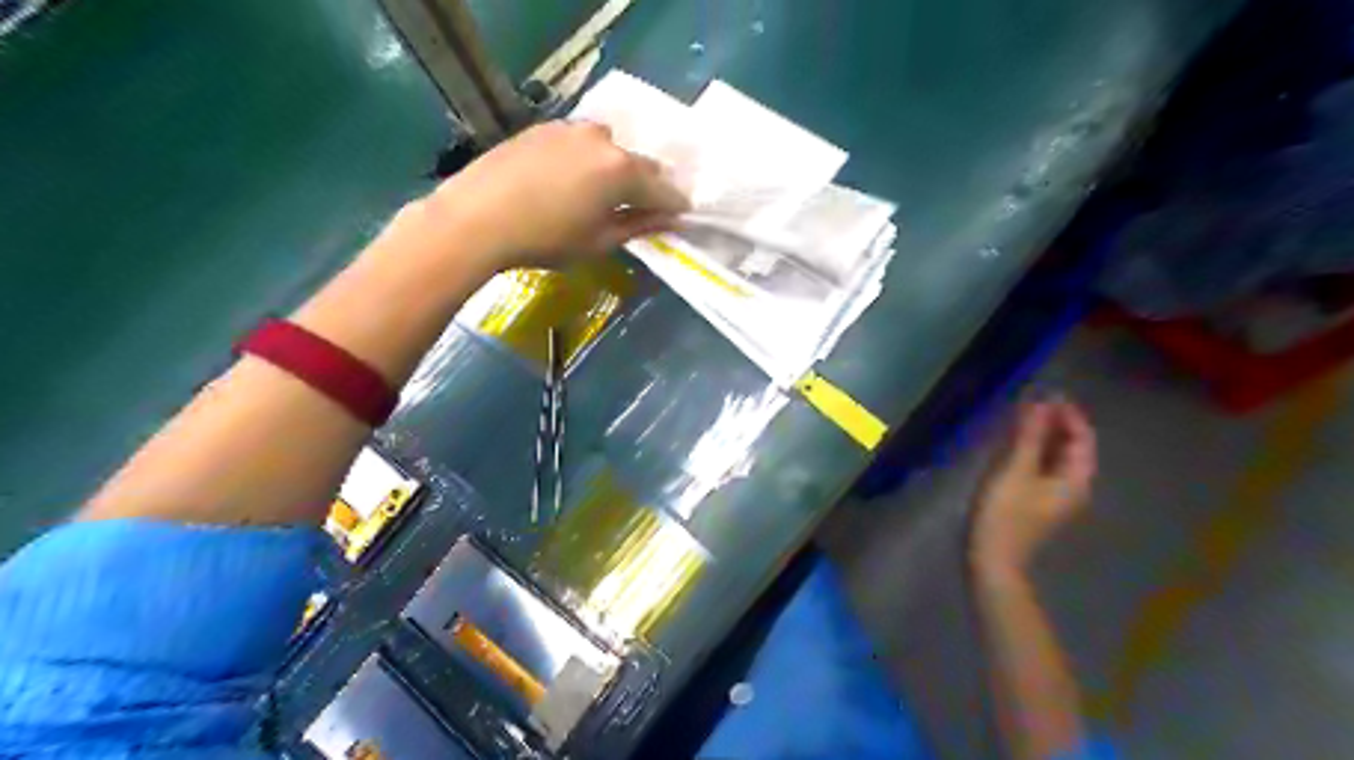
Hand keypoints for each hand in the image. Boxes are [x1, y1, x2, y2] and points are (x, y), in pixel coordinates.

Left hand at [423, 118, 687, 270]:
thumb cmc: (545, 239)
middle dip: (646, 185)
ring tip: (602, 193)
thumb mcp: (599, 242)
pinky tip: (570, 180)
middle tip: (642, 208)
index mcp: (622, 171)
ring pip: (609, 148)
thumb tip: (670, 220)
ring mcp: (571, 129)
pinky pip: (580, 142)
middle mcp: (603, 140)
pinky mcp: (544, 127)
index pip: (663, 187)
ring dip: (615, 168)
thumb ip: (639, 226)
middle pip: (639, 163)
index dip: (674, 205)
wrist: (476, 217)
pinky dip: (587, 159)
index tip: (679, 217)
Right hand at [968, 402, 1091, 577]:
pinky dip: (1031, 449)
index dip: (1068, 413)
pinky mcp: (1035, 500)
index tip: (1047, 392)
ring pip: (1054, 456)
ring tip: (1019, 415)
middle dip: (1054, 422)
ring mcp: (1053, 495)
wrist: (993, 559)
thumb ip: (1029, 435)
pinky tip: (1013, 442)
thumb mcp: (1016, 470)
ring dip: (1041, 435)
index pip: (1082, 438)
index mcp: (1075, 478)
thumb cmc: (1006, 514)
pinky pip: (1040, 466)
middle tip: (1029, 400)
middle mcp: (1071, 485)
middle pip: (1070, 446)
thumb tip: (1041, 402)